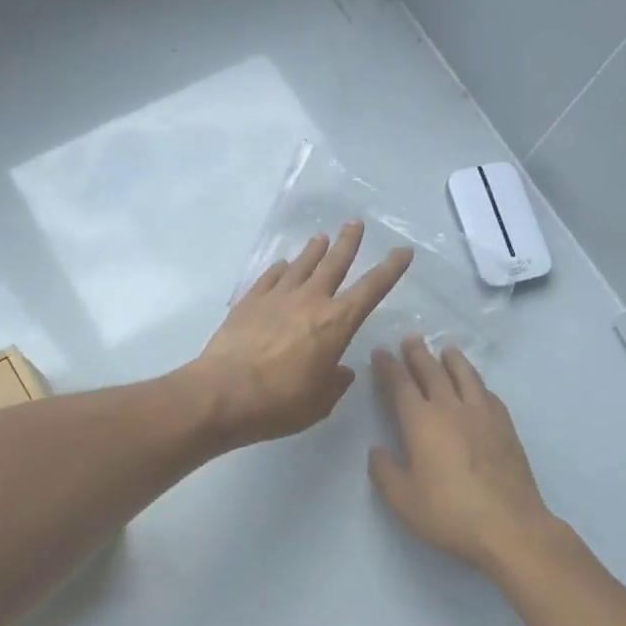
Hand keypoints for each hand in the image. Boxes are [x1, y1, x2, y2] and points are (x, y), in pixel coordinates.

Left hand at [187, 221, 413, 446]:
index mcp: (336, 323)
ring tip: (321, 237)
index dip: (390, 269)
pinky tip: (283, 265)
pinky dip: (281, 268)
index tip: (403, 251)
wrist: (222, 393)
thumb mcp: (319, 403)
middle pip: (334, 263)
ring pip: (302, 264)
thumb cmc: (279, 403)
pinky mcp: (250, 301)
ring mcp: (277, 297)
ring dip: (314, 250)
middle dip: (349, 242)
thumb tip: (341, 371)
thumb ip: (335, 383)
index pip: (372, 289)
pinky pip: (271, 277)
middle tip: (356, 223)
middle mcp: (310, 301)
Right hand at [369, 336, 557, 573]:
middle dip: (418, 354)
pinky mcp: (505, 426)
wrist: (509, 526)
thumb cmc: (449, 513)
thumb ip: (385, 472)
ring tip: (446, 349)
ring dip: (452, 360)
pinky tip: (477, 385)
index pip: (400, 384)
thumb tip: (377, 450)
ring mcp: (482, 414)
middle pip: (432, 371)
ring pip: (465, 375)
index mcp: (421, 422)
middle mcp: (451, 408)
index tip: (380, 352)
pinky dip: (477, 382)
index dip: (388, 366)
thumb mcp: (403, 500)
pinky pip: (488, 393)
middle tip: (410, 339)